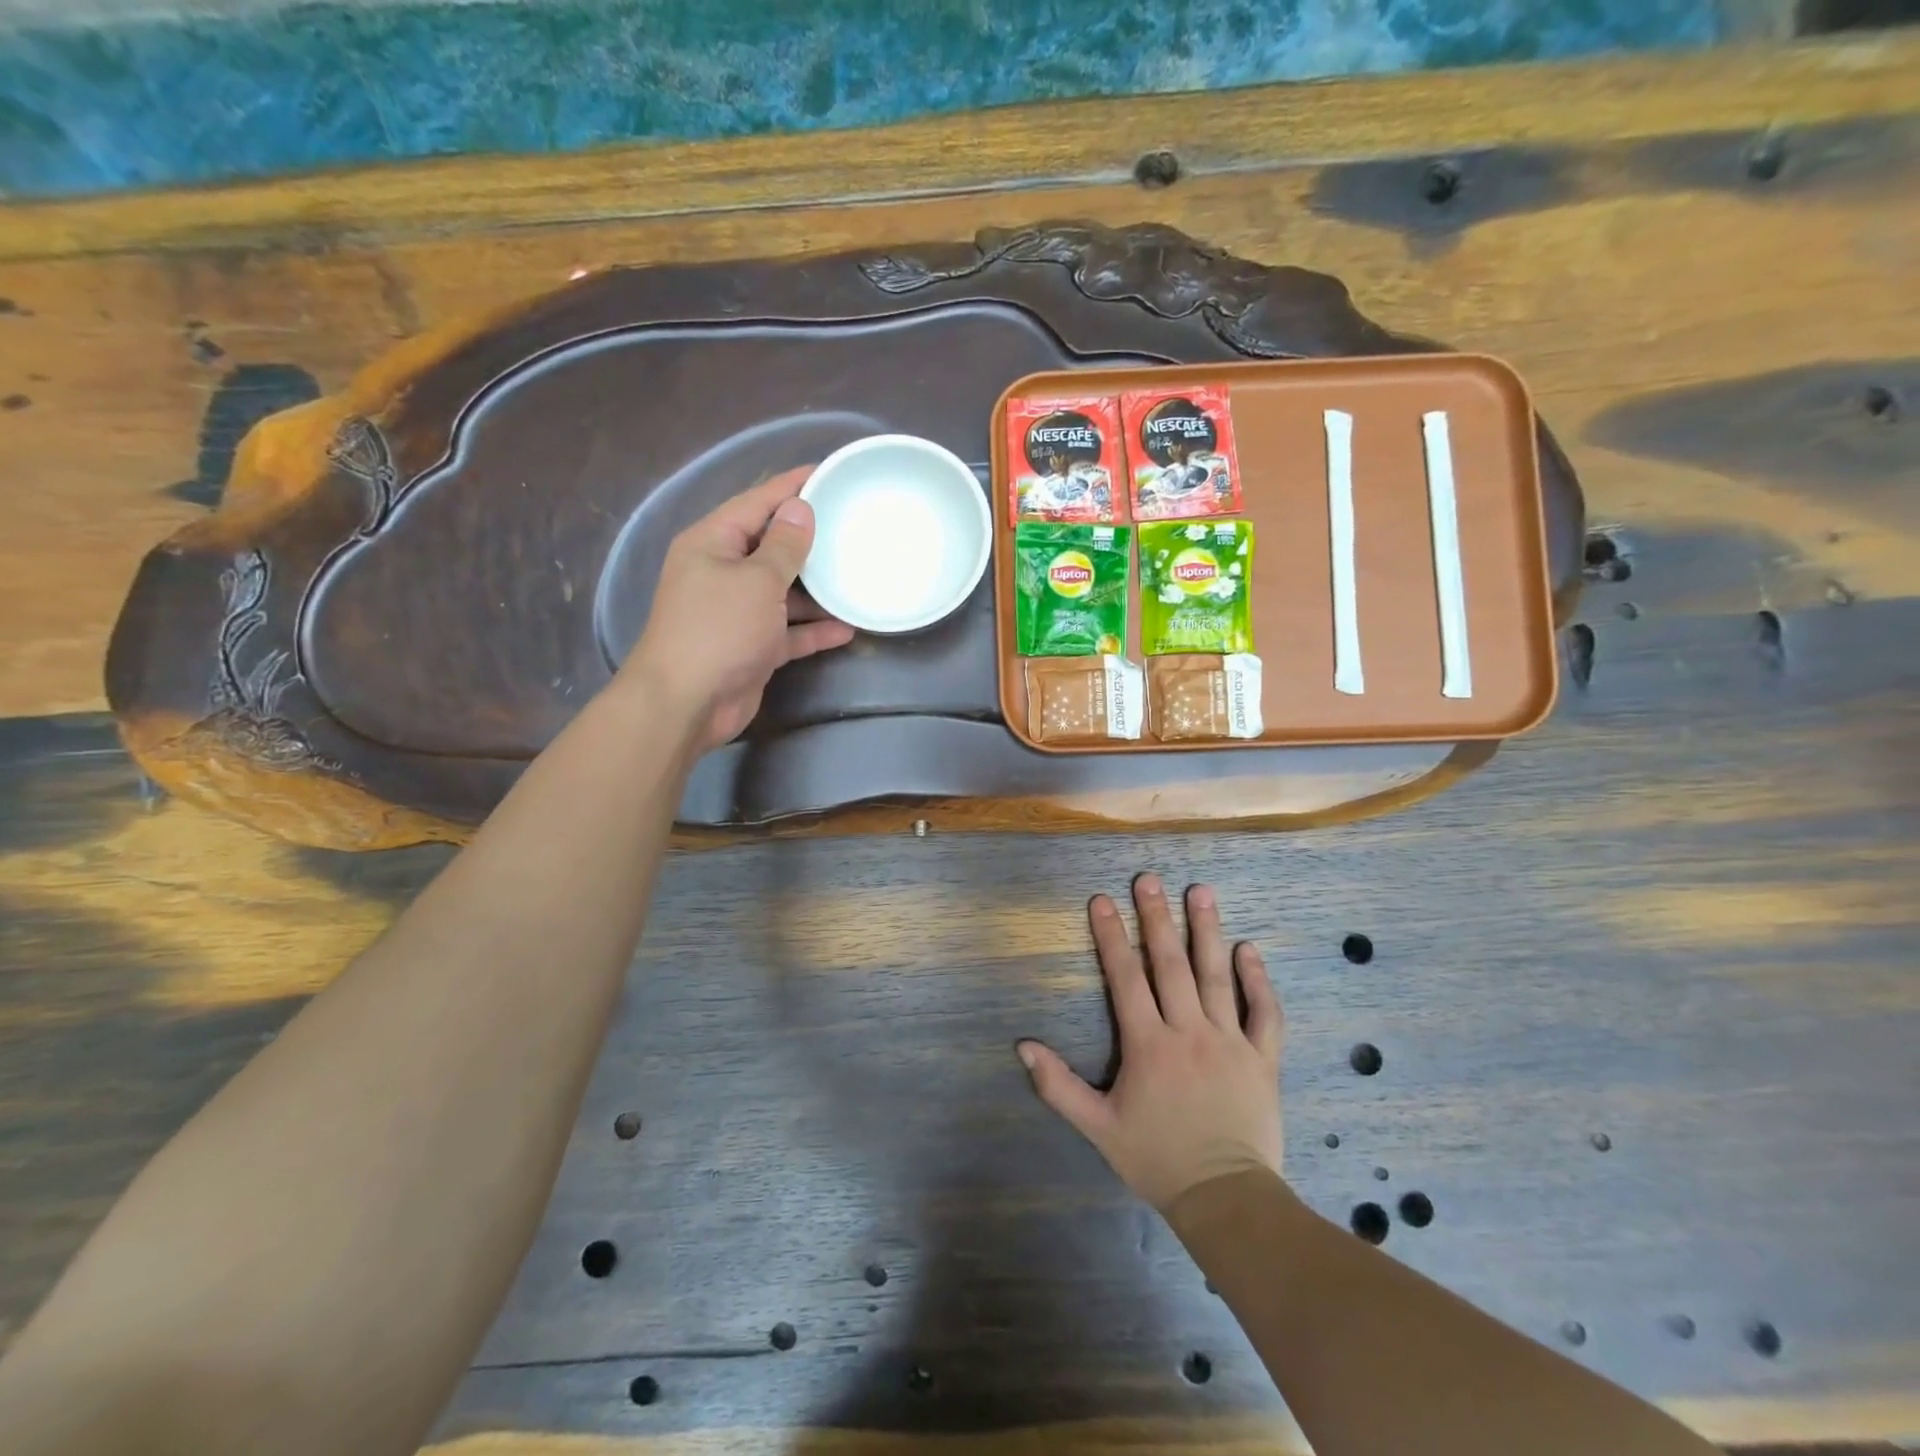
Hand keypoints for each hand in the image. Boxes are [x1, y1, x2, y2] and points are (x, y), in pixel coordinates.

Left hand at [622, 467, 855, 751]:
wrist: (687, 703)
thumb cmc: (719, 629)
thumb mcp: (757, 580)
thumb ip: (784, 546)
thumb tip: (800, 509)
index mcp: (713, 542)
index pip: (757, 502)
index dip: (792, 486)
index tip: (829, 472)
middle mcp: (723, 572)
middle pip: (772, 547)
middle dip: (811, 540)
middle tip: (853, 525)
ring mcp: (737, 612)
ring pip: (784, 592)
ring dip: (817, 591)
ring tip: (857, 578)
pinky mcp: (752, 646)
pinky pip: (788, 631)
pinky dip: (813, 630)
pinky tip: (847, 628)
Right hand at [1018, 874, 1283, 1211]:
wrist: (1226, 1200)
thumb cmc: (1157, 1160)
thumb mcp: (1098, 1128)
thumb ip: (1059, 1086)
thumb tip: (1022, 1045)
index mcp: (1148, 1045)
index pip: (1125, 978)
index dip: (1111, 936)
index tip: (1102, 899)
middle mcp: (1188, 1031)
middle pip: (1170, 964)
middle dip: (1156, 918)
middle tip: (1149, 879)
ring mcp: (1229, 1041)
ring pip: (1216, 976)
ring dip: (1207, 931)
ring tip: (1200, 891)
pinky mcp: (1262, 1058)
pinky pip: (1263, 1012)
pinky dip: (1257, 980)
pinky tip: (1248, 948)